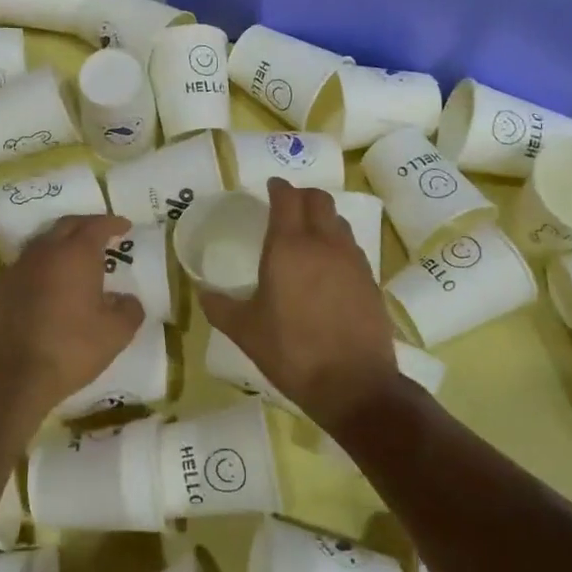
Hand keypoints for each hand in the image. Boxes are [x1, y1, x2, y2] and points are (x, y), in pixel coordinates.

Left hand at [0, 213, 143, 425]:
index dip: (113, 223)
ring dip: (63, 241)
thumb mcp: (117, 333)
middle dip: (87, 225)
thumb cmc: (72, 348)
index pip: (97, 226)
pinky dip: (45, 261)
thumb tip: (126, 299)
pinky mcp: (3, 286)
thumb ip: (129, 309)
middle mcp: (45, 251)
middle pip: (68, 225)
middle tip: (103, 234)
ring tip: (78, 255)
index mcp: (76, 253)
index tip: (125, 226)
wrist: (16, 376)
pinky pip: (29, 261)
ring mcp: (20, 267)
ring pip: (45, 240)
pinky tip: (52, 279)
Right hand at [196, 179, 400, 429]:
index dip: (278, 187)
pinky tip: (328, 266)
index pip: (287, 198)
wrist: (354, 384)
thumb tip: (201, 292)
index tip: (270, 187)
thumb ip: (219, 306)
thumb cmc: (292, 352)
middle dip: (302, 195)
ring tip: (308, 234)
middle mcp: (323, 243)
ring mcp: (352, 260)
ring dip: (323, 218)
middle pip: (318, 200)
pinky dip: (338, 243)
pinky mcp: (370, 279)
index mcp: (288, 247)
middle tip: (287, 205)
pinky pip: (352, 247)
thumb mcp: (245, 331)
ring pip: (339, 221)